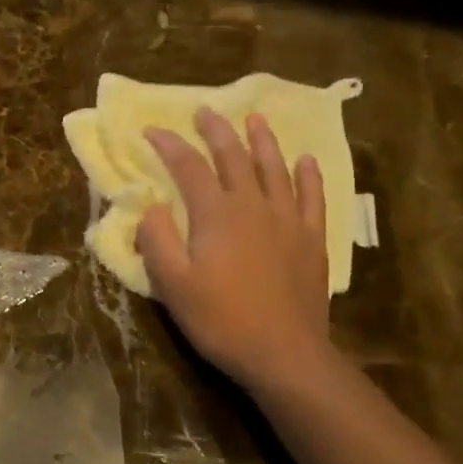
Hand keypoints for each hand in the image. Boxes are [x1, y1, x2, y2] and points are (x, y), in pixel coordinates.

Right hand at [136, 108, 333, 390]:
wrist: (283, 352)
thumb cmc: (221, 320)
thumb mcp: (173, 285)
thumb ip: (157, 241)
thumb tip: (150, 206)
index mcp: (216, 214)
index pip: (188, 167)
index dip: (169, 146)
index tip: (152, 131)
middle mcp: (253, 205)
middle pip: (233, 157)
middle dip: (216, 131)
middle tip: (205, 111)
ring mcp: (288, 220)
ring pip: (275, 168)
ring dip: (263, 141)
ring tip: (255, 119)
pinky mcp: (312, 239)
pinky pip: (312, 197)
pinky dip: (308, 175)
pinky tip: (305, 161)